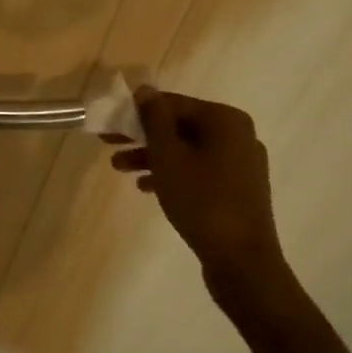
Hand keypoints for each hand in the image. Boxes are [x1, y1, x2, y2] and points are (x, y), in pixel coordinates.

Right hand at [110, 87, 292, 313]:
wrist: (243, 262)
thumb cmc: (201, 200)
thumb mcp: (168, 155)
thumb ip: (154, 119)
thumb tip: (146, 89)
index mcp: (225, 120)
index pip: (174, 104)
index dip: (138, 111)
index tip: (111, 121)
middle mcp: (238, 136)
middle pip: (180, 126)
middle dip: (142, 135)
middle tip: (108, 142)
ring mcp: (241, 164)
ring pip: (187, 150)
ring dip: (152, 156)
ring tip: (118, 168)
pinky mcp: (238, 190)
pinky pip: (199, 170)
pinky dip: (172, 174)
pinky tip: (145, 187)